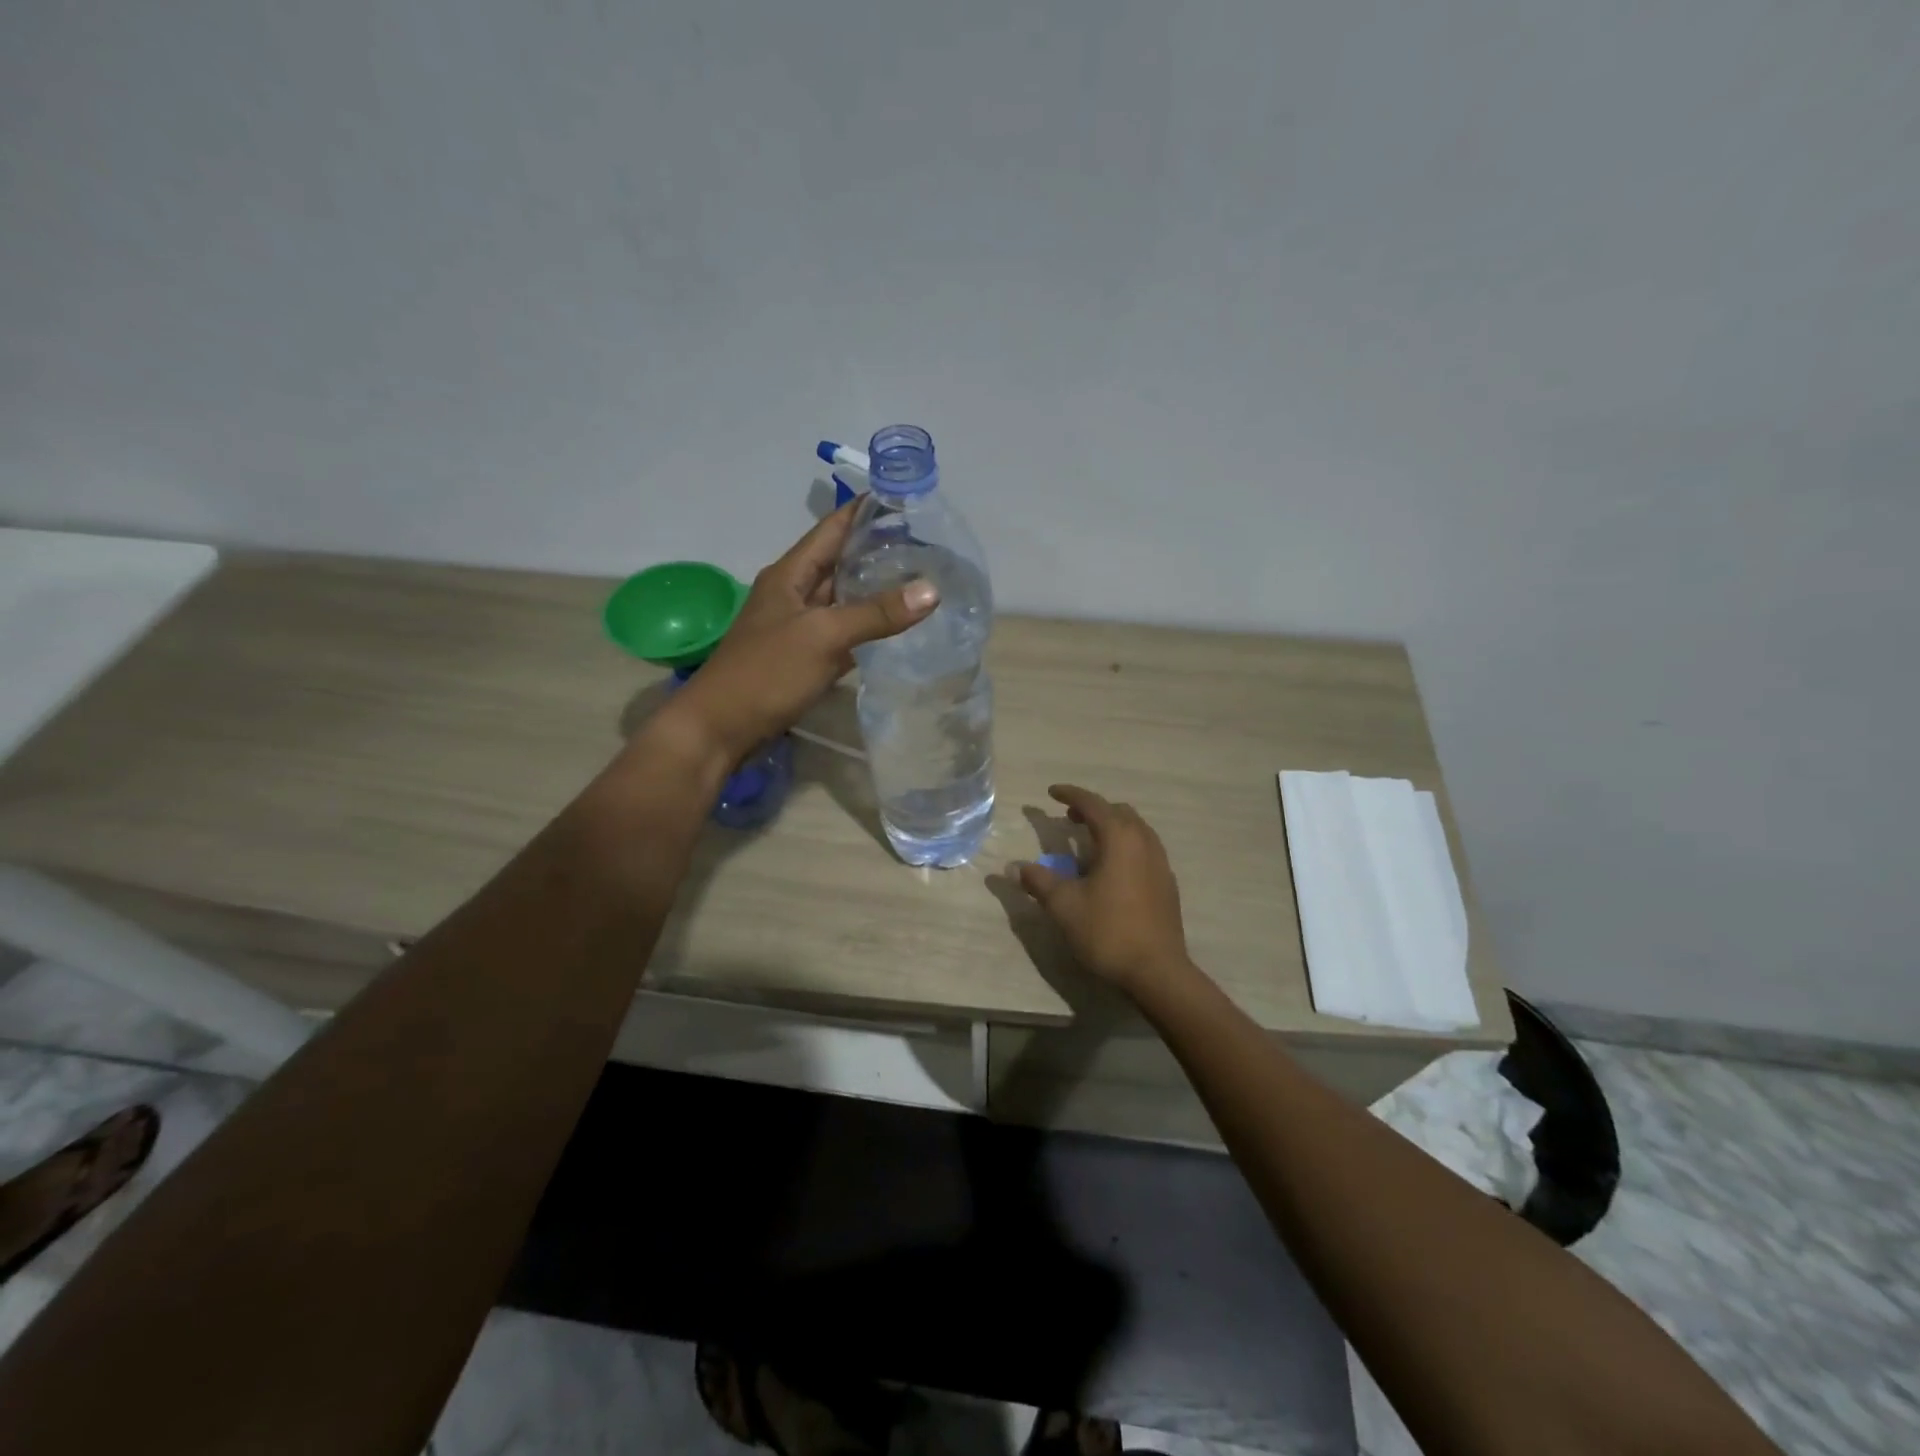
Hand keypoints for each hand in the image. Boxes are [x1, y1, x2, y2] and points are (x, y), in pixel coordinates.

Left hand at [664, 501, 936, 762]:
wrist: (720, 728)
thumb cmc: (767, 672)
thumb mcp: (823, 636)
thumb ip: (876, 614)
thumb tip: (932, 590)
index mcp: (790, 574)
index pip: (832, 528)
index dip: (865, 511)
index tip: (904, 497)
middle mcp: (793, 594)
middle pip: (839, 562)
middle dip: (876, 550)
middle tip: (926, 544)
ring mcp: (797, 628)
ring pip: (841, 600)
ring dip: (873, 590)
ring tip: (918, 579)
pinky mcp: (802, 659)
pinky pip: (841, 634)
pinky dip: (865, 628)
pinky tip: (894, 629)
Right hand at [1015, 785, 1194, 995]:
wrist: (1157, 971)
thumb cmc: (1108, 931)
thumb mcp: (1064, 906)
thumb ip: (1039, 881)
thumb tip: (1015, 867)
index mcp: (1120, 839)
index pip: (1093, 804)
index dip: (1070, 794)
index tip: (1051, 792)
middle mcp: (1144, 842)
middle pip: (1118, 812)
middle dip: (1092, 809)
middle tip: (1069, 818)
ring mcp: (1160, 863)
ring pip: (1135, 830)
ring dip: (1111, 827)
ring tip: (1088, 841)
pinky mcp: (1167, 884)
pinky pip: (1144, 849)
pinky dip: (1124, 845)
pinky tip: (1111, 869)